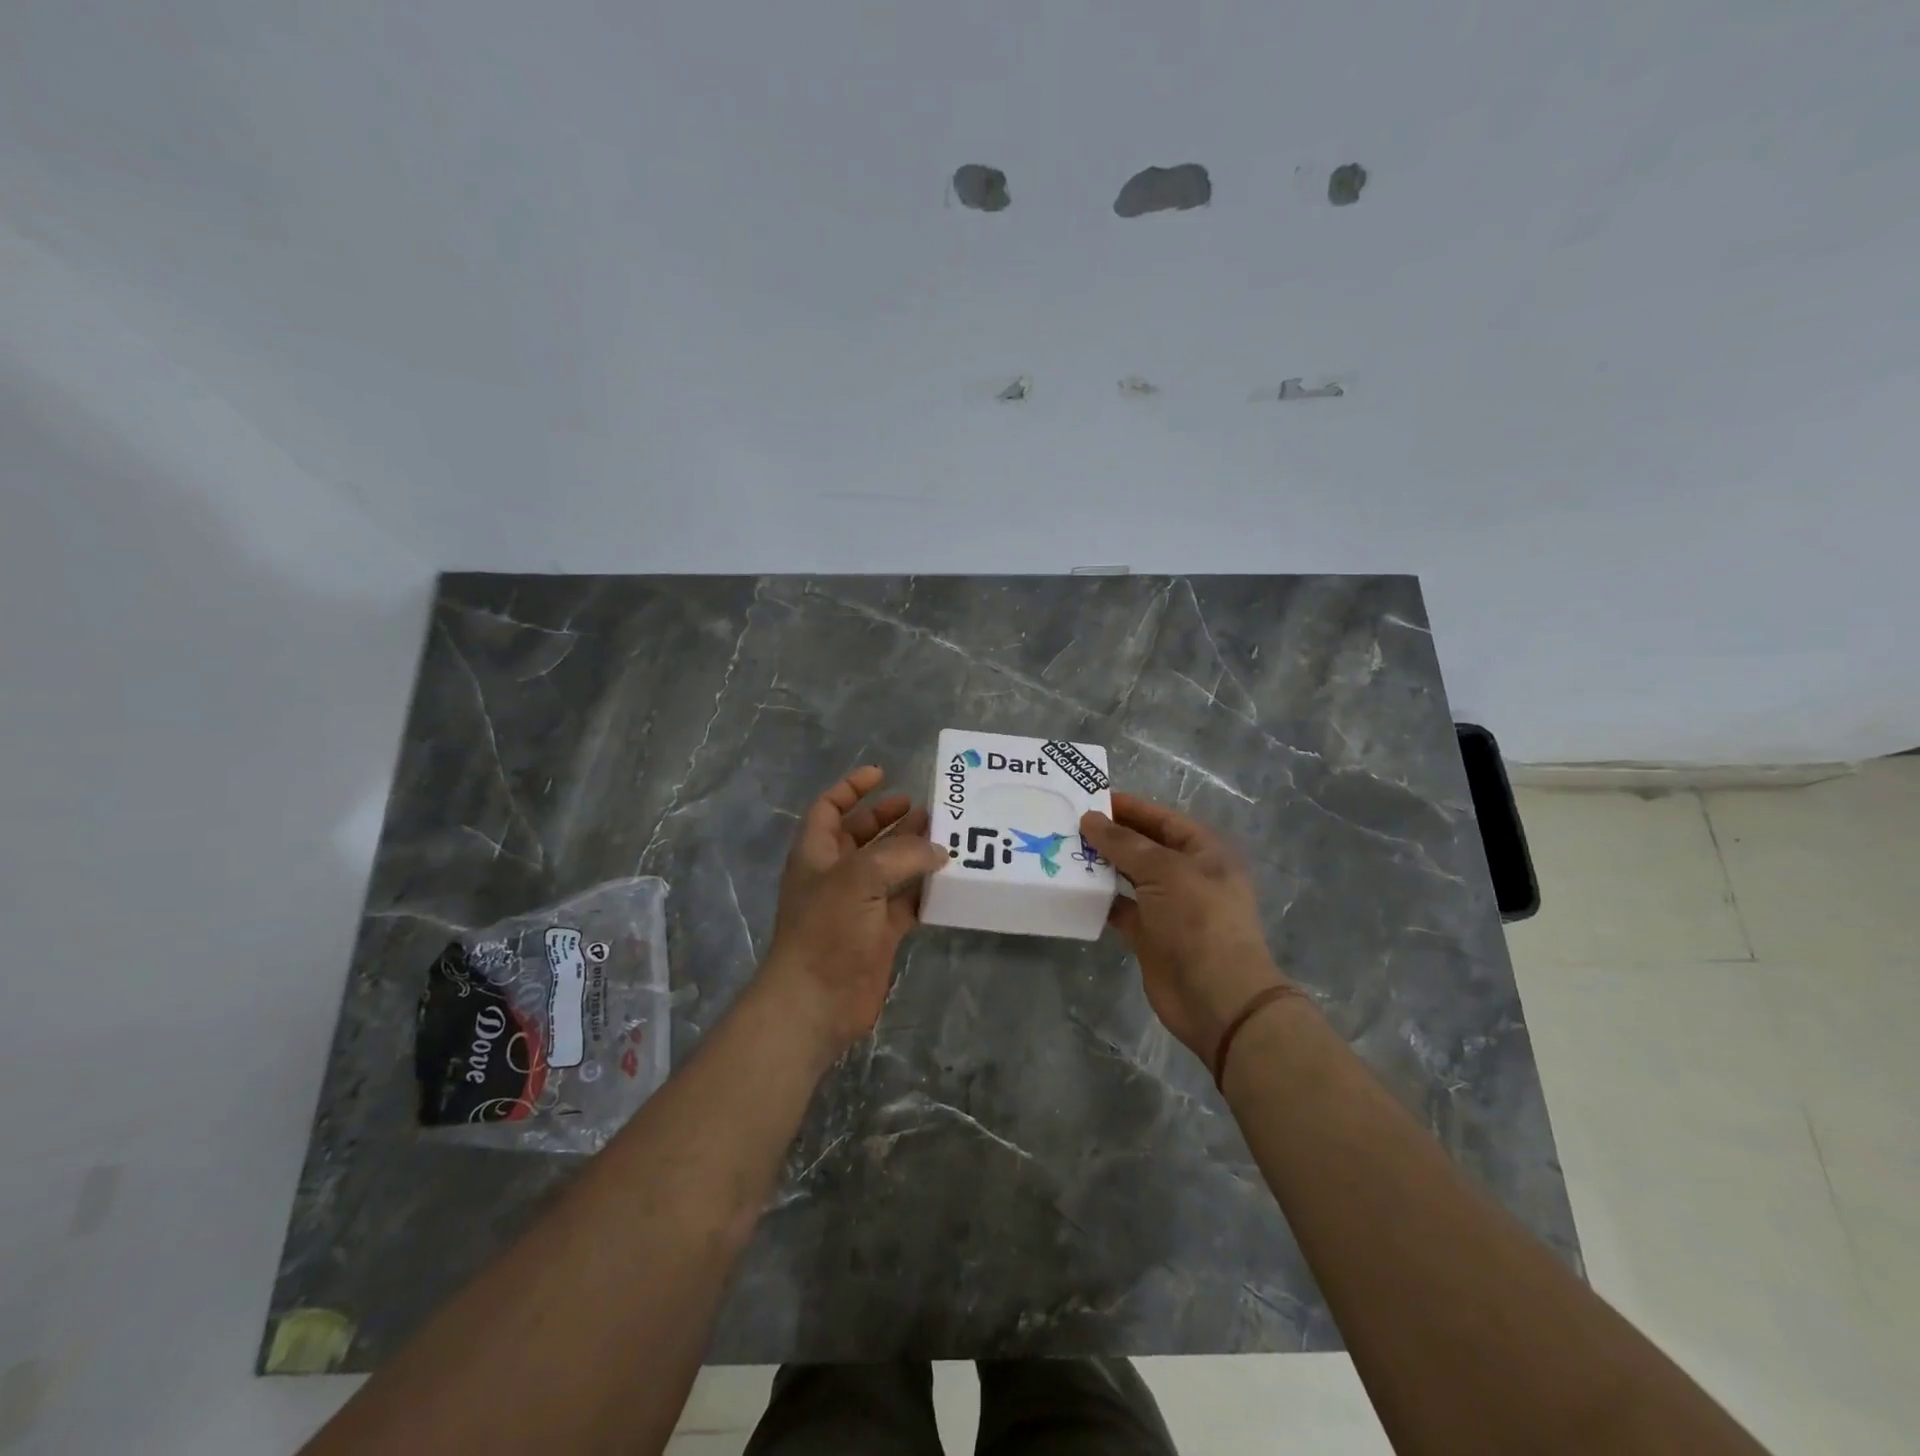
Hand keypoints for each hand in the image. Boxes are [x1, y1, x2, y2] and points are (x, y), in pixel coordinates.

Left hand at [760, 766, 948, 1062]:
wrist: (816, 1001)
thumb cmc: (828, 928)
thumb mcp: (860, 877)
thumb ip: (902, 855)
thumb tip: (938, 850)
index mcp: (817, 853)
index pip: (830, 807)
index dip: (852, 787)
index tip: (882, 774)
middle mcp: (836, 874)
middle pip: (862, 835)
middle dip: (890, 818)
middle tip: (926, 809)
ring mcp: (858, 904)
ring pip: (889, 868)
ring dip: (913, 852)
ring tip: (947, 838)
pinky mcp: (878, 933)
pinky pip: (905, 902)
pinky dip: (924, 890)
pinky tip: (949, 881)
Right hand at [1080, 793, 1291, 1059]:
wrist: (1217, 997)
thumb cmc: (1199, 920)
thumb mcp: (1164, 870)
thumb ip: (1124, 843)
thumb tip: (1090, 819)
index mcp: (1203, 852)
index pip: (1162, 819)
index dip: (1129, 807)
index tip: (1090, 798)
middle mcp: (1187, 875)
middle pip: (1144, 846)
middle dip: (1110, 835)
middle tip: (1067, 823)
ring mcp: (1168, 907)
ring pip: (1129, 876)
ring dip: (1101, 866)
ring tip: (1063, 850)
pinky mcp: (1150, 935)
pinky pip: (1120, 908)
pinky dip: (1099, 899)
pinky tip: (1072, 888)